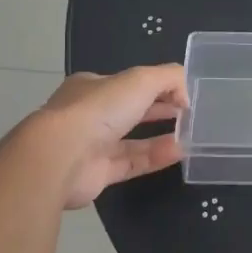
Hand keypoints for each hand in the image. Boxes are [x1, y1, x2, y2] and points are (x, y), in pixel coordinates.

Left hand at [34, 65, 187, 208]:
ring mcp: (91, 145)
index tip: (182, 94)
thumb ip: (169, 78)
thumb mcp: (141, 79)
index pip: (128, 83)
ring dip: (161, 136)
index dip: (157, 86)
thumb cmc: (99, 109)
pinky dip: (155, 157)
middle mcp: (89, 114)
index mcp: (92, 87)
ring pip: (132, 140)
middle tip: (188, 114)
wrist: (61, 156)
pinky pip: (132, 163)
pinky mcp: (97, 174)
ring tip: (190, 135)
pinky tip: (179, 152)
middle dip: (159, 110)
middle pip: (131, 110)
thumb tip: (185, 95)